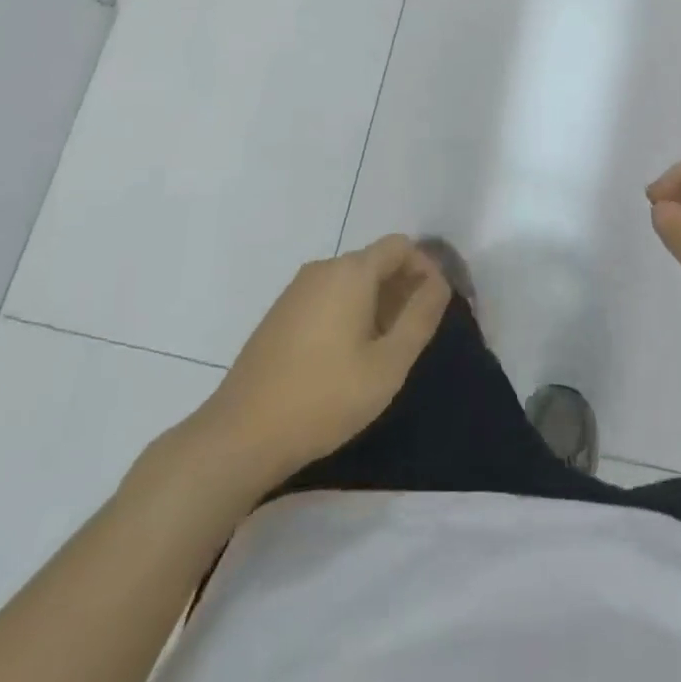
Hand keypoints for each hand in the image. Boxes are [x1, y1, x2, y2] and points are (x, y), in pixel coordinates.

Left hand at [169, 236, 450, 494]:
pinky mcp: (279, 314)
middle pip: (375, 261)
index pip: (400, 246)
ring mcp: (295, 290)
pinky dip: (348, 312)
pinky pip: (327, 297)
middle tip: (413, 334)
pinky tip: (346, 357)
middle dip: (402, 287)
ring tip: (383, 350)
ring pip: (351, 281)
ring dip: (376, 302)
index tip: (435, 306)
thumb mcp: (388, 364)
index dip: (426, 268)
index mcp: (351, 272)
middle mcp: (322, 269)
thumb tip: (440, 283)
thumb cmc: (324, 398)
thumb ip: (421, 317)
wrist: (240, 436)